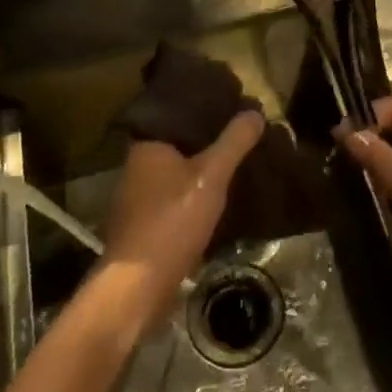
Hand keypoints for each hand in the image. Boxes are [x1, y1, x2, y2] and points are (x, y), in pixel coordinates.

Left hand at [102, 110, 264, 326]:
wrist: (138, 286)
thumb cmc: (171, 221)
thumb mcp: (211, 176)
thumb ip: (234, 142)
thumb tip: (255, 111)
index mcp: (146, 146)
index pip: (177, 114)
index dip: (205, 108)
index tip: (232, 105)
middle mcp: (136, 167)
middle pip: (178, 144)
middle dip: (207, 141)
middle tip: (241, 134)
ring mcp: (137, 199)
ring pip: (176, 173)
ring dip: (200, 171)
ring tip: (234, 163)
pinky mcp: (143, 225)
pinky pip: (174, 198)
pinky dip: (193, 195)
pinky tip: (217, 199)